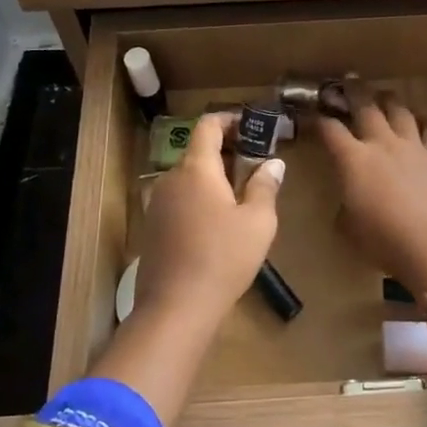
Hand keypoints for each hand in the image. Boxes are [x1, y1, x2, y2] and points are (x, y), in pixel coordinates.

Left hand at [132, 113, 281, 328]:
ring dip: (213, 178)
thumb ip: (265, 186)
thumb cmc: (223, 258)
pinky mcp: (152, 227)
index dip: (229, 119)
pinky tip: (217, 223)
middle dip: (227, 152)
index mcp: (196, 169)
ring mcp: (156, 203)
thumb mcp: (258, 222)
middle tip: (256, 164)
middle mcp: (170, 178)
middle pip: (197, 152)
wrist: (176, 307)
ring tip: (241, 196)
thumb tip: (273, 163)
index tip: (251, 126)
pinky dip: (199, 198)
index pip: (207, 126)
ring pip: (188, 178)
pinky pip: (179, 200)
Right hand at [318, 89, 426, 298]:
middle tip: (347, 81)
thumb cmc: (384, 242)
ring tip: (382, 95)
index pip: (329, 129)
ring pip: (399, 109)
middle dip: (353, 91)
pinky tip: (420, 122)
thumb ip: (344, 206)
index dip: (316, 119)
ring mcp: (413, 146)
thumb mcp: (349, 228)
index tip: (309, 114)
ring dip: (388, 99)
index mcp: (352, 159)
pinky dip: (423, 121)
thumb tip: (348, 200)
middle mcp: (382, 143)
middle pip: (365, 106)